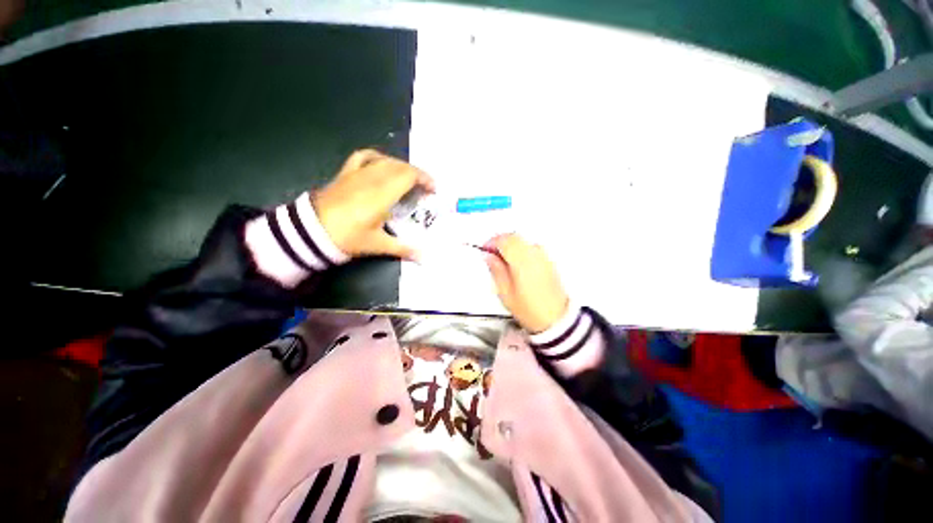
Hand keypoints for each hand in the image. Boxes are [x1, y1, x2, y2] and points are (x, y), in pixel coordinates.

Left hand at [313, 149, 434, 260]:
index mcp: (382, 194)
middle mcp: (372, 178)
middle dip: (417, 175)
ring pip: (386, 161)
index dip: (425, 179)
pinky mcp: (346, 173)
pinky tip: (382, 164)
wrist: (310, 231)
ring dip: (402, 168)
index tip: (433, 190)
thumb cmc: (347, 238)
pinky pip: (364, 156)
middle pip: (400, 167)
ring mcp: (358, 173)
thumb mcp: (377, 245)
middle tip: (424, 190)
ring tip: (408, 180)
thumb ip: (404, 249)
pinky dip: (378, 157)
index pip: (408, 176)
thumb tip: (425, 259)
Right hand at [484, 234, 569, 333]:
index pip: (504, 240)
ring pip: (522, 240)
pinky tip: (516, 262)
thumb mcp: (505, 292)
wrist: (556, 319)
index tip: (484, 250)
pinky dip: (520, 248)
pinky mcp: (549, 260)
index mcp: (521, 260)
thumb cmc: (529, 309)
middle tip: (491, 253)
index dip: (491, 242)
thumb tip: (488, 256)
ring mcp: (543, 255)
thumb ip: (496, 270)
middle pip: (514, 236)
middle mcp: (534, 253)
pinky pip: (531, 246)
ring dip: (510, 244)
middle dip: (500, 241)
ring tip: (503, 259)